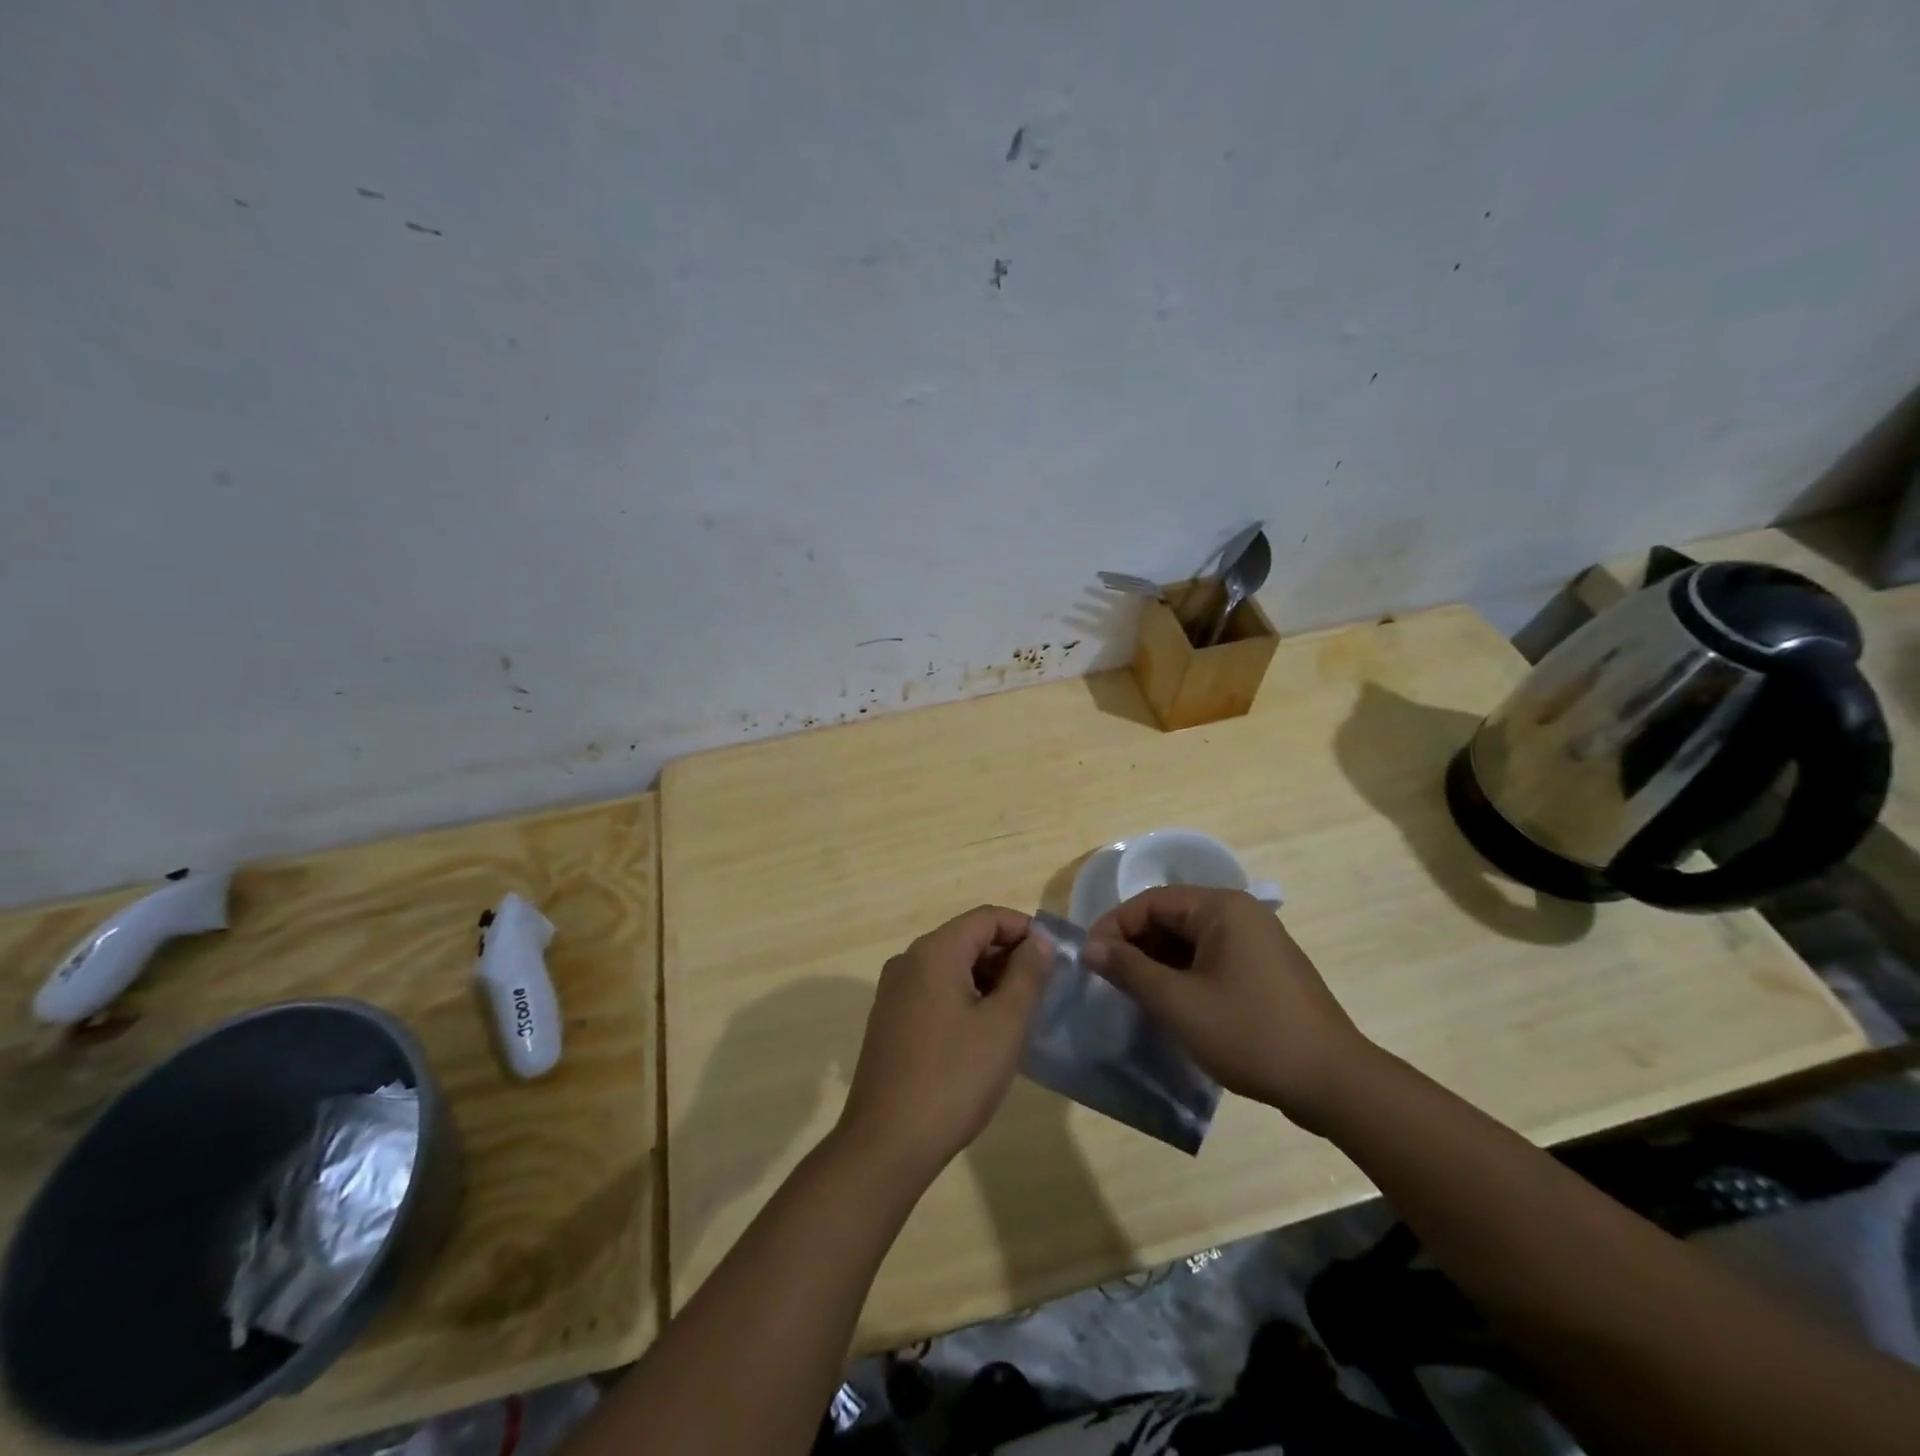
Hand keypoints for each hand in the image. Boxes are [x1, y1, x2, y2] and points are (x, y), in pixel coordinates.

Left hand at [836, 906, 1053, 1185]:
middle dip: (1008, 957)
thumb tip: (1040, 939)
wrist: (886, 1144)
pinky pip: (934, 991)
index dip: (1025, 930)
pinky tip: (984, 1035)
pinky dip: (964, 998)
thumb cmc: (954, 1078)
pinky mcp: (890, 1021)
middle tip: (1042, 992)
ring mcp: (894, 992)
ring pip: (951, 967)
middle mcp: (908, 961)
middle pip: (967, 939)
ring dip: (988, 980)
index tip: (1055, 961)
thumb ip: (1027, 974)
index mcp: (934, 951)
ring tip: (1018, 1016)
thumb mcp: (1004, 1024)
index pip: (987, 917)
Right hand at [1084, 887, 1373, 1132]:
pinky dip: (1183, 974)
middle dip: (1134, 945)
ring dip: (1157, 962)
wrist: (1334, 1083)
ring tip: (1131, 994)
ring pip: (1190, 940)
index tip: (1088, 960)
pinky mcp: (1265, 970)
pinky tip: (1169, 1003)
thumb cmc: (1250, 1033)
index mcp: (1222, 908)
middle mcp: (1241, 914)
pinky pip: (1211, 959)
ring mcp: (1257, 942)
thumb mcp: (1179, 1003)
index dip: (1114, 926)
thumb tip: (1091, 948)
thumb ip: (1130, 969)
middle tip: (1106, 979)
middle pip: (1171, 917)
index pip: (1151, 902)